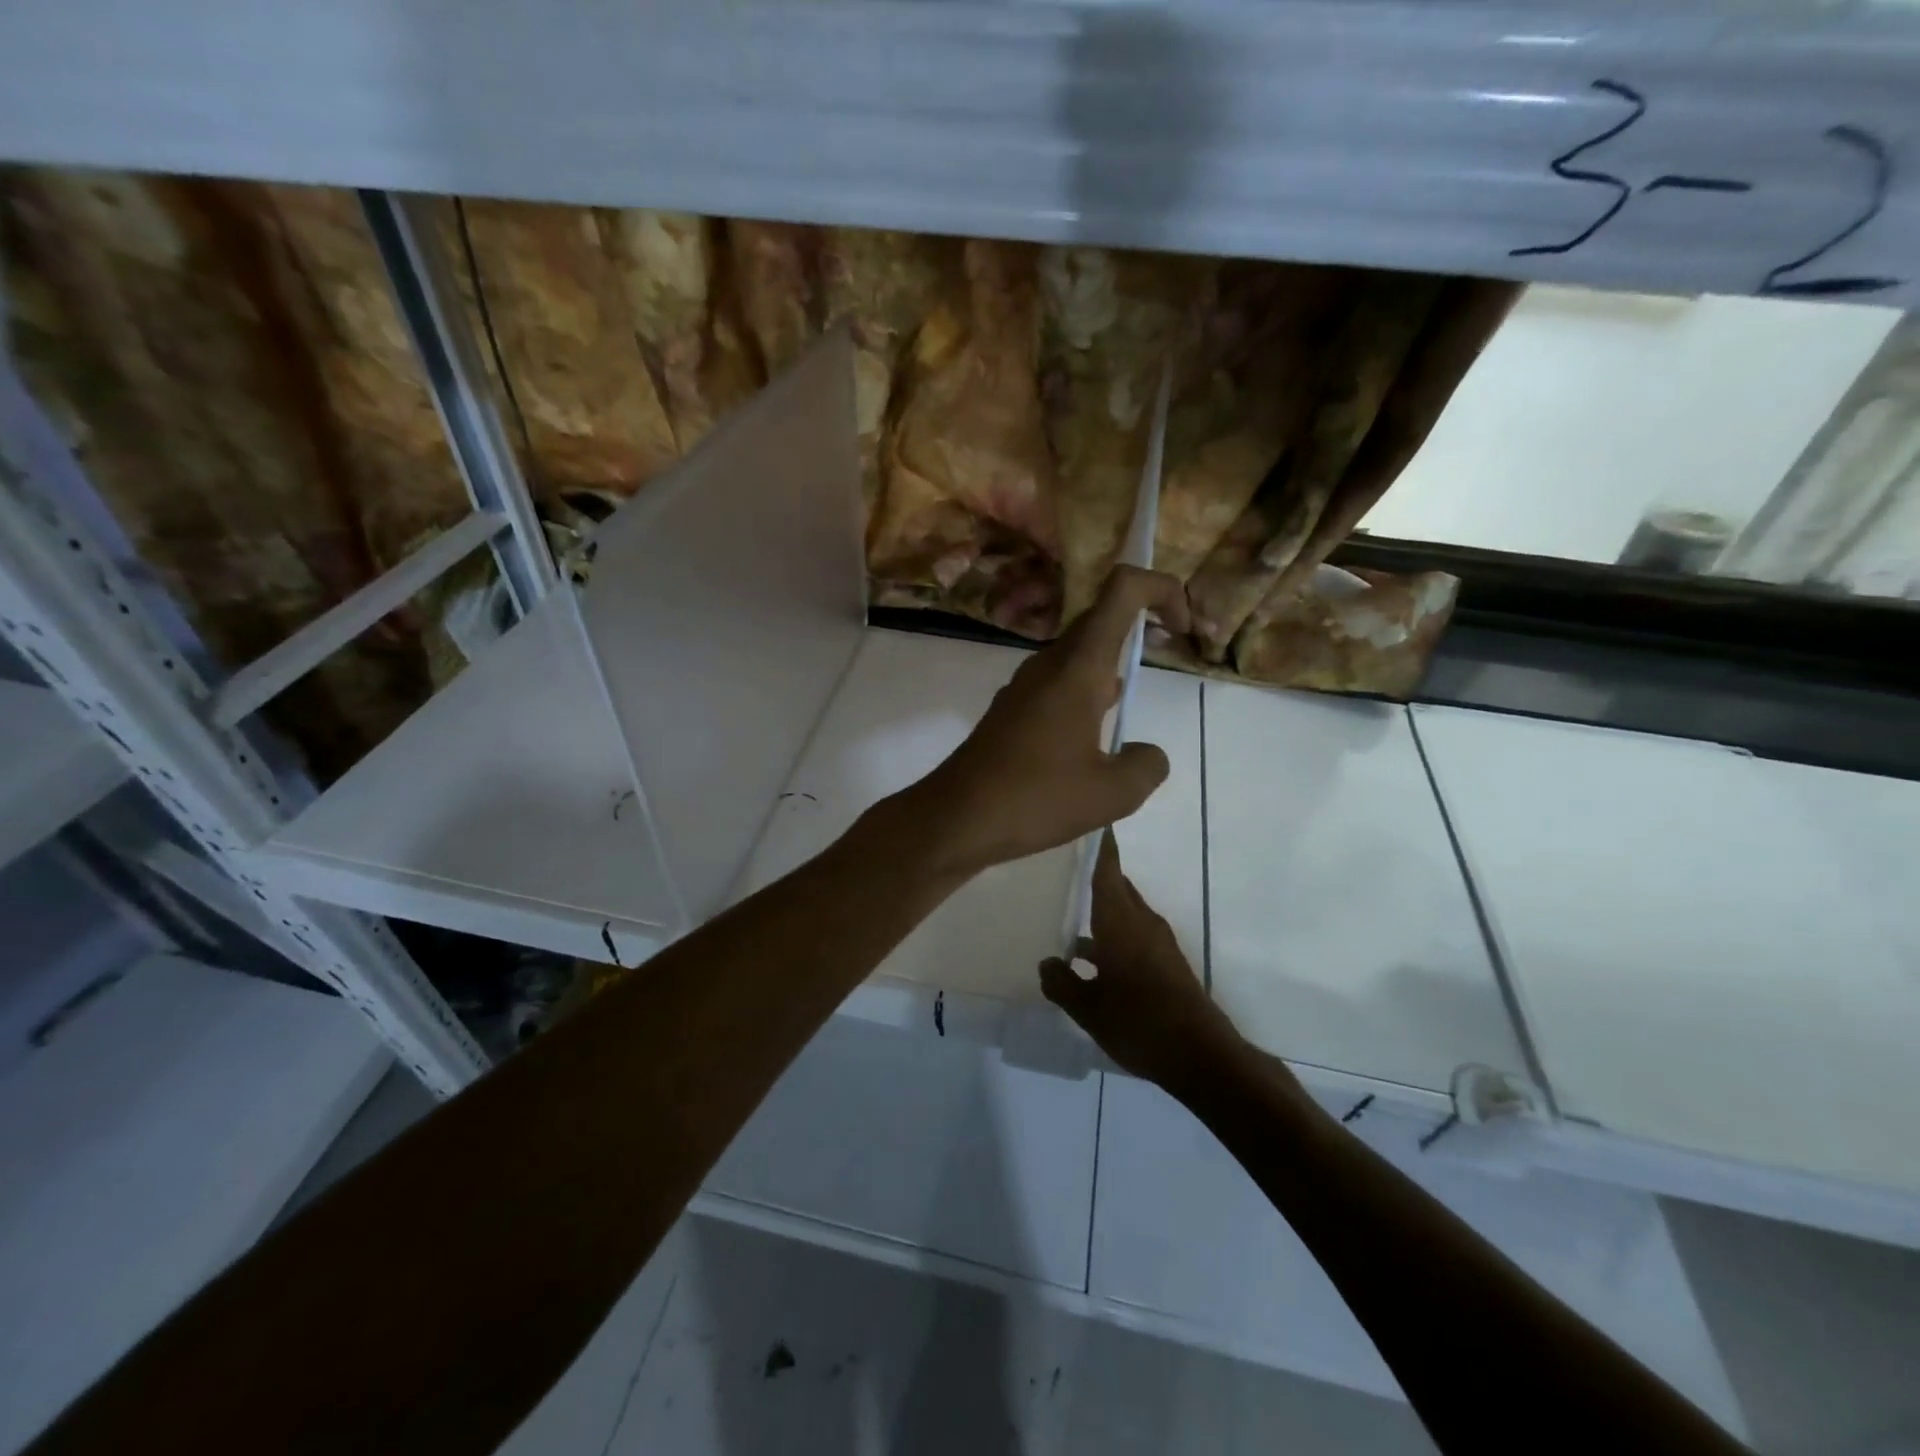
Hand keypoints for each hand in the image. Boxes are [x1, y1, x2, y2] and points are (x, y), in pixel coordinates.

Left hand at [913, 566, 1191, 874]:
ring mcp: (1025, 687)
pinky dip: (1087, 691)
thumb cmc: (1035, 798)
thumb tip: (1147, 755)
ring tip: (1136, 696)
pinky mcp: (1012, 712)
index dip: (1161, 589)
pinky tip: (1094, 735)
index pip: (1122, 590)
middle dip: (1143, 623)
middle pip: (1102, 619)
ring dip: (1113, 660)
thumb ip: (1146, 766)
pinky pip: (1059, 684)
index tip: (1184, 628)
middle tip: (1172, 651)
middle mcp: (1049, 665)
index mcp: (1078, 667)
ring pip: (1078, 655)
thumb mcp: (1111, 793)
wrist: (955, 818)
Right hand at [1039, 832, 1238, 1087]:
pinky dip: (1112, 934)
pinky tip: (1089, 958)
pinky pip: (1134, 935)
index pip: (1108, 871)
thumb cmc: (1139, 1023)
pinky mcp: (1166, 964)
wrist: (1201, 1056)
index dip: (1099, 846)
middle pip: (1118, 888)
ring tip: (1068, 912)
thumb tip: (1047, 962)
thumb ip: (1062, 982)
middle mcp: (1142, 923)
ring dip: (1102, 910)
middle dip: (1096, 875)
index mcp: (1121, 922)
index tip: (1089, 819)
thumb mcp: (1088, 1008)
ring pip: (1125, 913)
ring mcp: (1158, 944)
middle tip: (1064, 866)